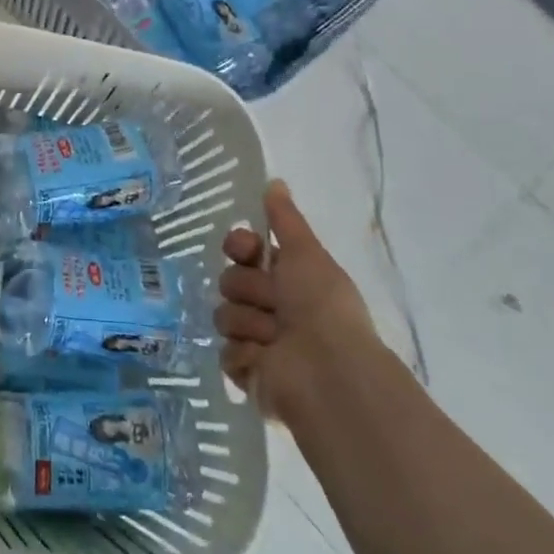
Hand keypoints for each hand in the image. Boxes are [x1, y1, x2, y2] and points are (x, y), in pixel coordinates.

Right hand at [216, 179, 380, 422]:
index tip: (245, 249)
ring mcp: (258, 341)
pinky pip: (225, 352)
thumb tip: (275, 181)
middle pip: (230, 281)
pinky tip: (265, 361)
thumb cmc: (321, 307)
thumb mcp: (306, 254)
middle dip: (248, 289)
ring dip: (249, 324)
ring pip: (224, 316)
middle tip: (273, 303)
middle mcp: (272, 307)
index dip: (239, 247)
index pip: (242, 251)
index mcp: (287, 279)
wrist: (328, 371)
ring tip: (274, 338)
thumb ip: (285, 219)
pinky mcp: (247, 372)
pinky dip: (246, 356)